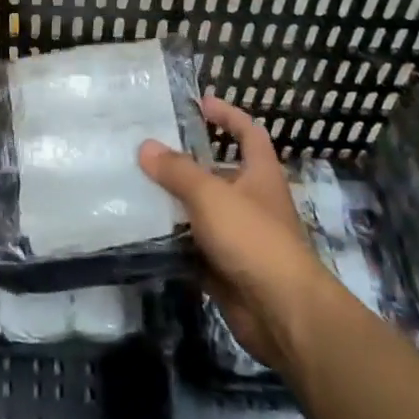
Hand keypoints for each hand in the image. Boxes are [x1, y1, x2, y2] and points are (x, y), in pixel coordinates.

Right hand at [138, 96, 333, 372]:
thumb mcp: (210, 194)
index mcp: (260, 174)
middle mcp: (252, 201)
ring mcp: (240, 237)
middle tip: (149, 150)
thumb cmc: (253, 238)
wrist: (282, 313)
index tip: (200, 104)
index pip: (248, 133)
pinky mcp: (226, 268)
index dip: (228, 115)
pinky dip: (173, 240)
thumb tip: (146, 146)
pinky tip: (144, 230)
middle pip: (219, 173)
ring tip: (136, 186)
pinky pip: (194, 246)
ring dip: (175, 202)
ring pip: (202, 211)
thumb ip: (177, 170)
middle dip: (188, 162)